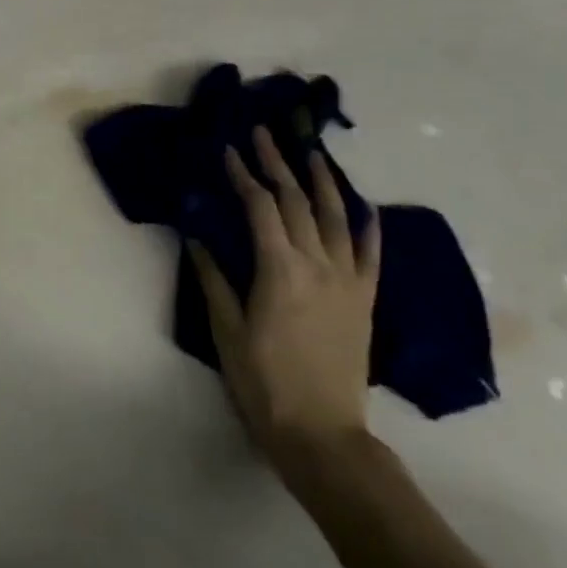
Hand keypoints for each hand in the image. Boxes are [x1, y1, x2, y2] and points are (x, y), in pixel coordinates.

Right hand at [190, 126, 380, 471]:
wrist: (322, 433)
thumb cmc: (263, 382)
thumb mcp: (226, 330)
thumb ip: (213, 278)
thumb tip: (196, 236)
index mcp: (279, 270)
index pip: (260, 207)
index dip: (243, 175)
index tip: (229, 150)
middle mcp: (318, 265)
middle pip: (298, 202)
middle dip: (278, 164)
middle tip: (264, 134)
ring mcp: (348, 281)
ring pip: (337, 218)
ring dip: (323, 181)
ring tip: (312, 152)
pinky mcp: (365, 300)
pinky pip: (370, 255)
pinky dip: (367, 226)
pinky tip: (363, 206)